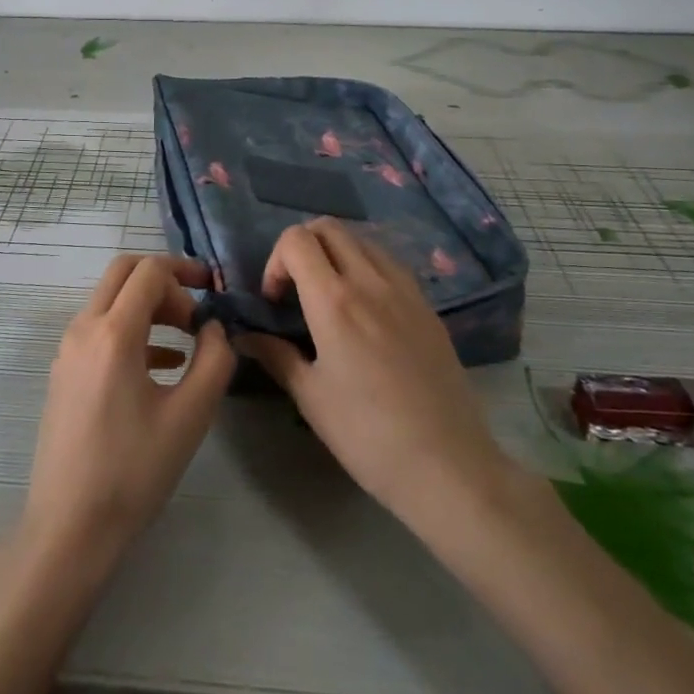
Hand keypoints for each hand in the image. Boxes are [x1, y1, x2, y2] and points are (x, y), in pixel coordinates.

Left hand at [19, 255, 234, 574]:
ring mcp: (68, 351)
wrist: (69, 526)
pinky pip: (100, 330)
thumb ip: (214, 359)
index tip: (214, 293)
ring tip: (187, 338)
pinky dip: (132, 329)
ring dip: (148, 305)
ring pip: (110, 300)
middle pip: (123, 272)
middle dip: (164, 280)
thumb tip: (214, 327)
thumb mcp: (190, 415)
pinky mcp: (64, 372)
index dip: (185, 272)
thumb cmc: (134, 470)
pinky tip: (163, 364)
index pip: (149, 271)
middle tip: (197, 307)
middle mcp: (83, 329)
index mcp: (113, 333)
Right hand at [235, 220, 514, 537]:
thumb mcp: (311, 397)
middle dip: (303, 246)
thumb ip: (275, 355)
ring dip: (336, 253)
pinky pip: (390, 264)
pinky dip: (367, 267)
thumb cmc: (368, 435)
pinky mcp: (428, 307)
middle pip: (330, 227)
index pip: (297, 240)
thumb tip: (245, 336)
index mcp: (335, 301)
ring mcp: (406, 291)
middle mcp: (371, 282)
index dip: (276, 261)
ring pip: (363, 240)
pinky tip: (366, 311)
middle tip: (297, 289)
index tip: (276, 301)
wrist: (448, 466)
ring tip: (331, 297)